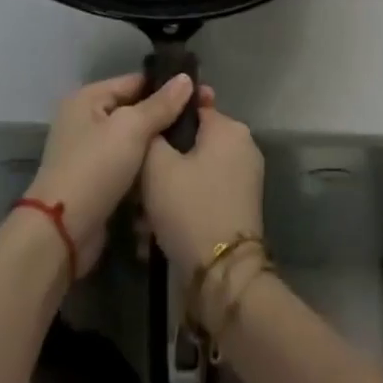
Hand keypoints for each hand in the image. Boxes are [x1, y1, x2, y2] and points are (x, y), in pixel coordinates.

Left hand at [24, 73, 198, 275]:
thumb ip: (161, 104)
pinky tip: (173, 172)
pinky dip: (146, 170)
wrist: (62, 233)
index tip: (202, 94)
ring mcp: (91, 153)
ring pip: (135, 142)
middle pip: (135, 112)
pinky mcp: (98, 183)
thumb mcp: (131, 128)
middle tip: (202, 122)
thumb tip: (186, 77)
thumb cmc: (95, 168)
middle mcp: (86, 120)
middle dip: (166, 119)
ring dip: (158, 148)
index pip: (135, 82)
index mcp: (87, 98)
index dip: (167, 87)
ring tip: (194, 147)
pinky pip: (129, 167)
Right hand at [140, 101, 264, 274]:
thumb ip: (152, 132)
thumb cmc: (189, 207)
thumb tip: (155, 119)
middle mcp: (243, 146)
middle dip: (163, 162)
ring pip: (195, 171)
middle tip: (137, 184)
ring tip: (142, 216)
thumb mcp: (157, 165)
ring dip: (169, 188)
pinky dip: (183, 204)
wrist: (223, 275)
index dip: (163, 120)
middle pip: (192, 143)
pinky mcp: (241, 206)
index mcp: (229, 128)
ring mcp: (245, 177)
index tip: (140, 138)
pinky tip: (156, 229)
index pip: (190, 107)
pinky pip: (205, 192)